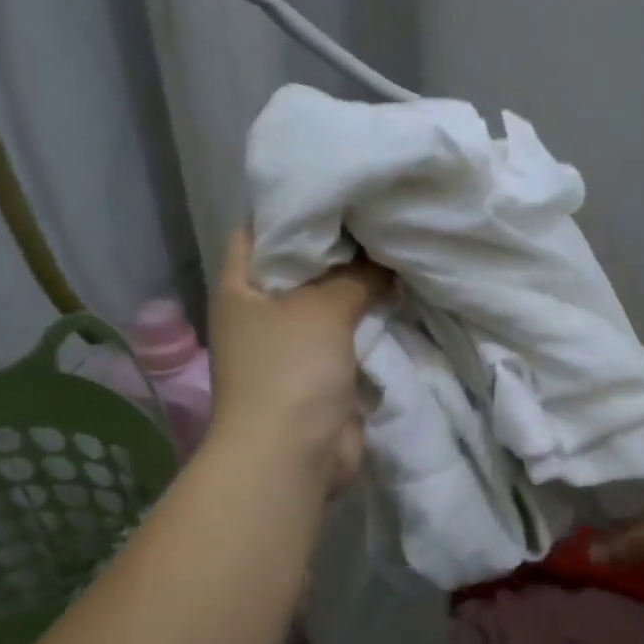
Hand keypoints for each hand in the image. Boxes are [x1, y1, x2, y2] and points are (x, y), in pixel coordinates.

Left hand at [205, 227, 389, 488]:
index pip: (261, 228)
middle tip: (381, 214)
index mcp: (241, 286)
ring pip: (328, 301)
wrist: (292, 455)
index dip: (294, 206)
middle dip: (340, 246)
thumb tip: (385, 261)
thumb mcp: (323, 307)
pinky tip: (401, 294)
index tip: (340, 188)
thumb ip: (357, 275)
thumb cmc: (291, 369)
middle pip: (301, 265)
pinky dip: (368, 320)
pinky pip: (346, 335)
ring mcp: (290, 344)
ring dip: (359, 285)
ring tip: (398, 247)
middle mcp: (261, 311)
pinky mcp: (319, 372)